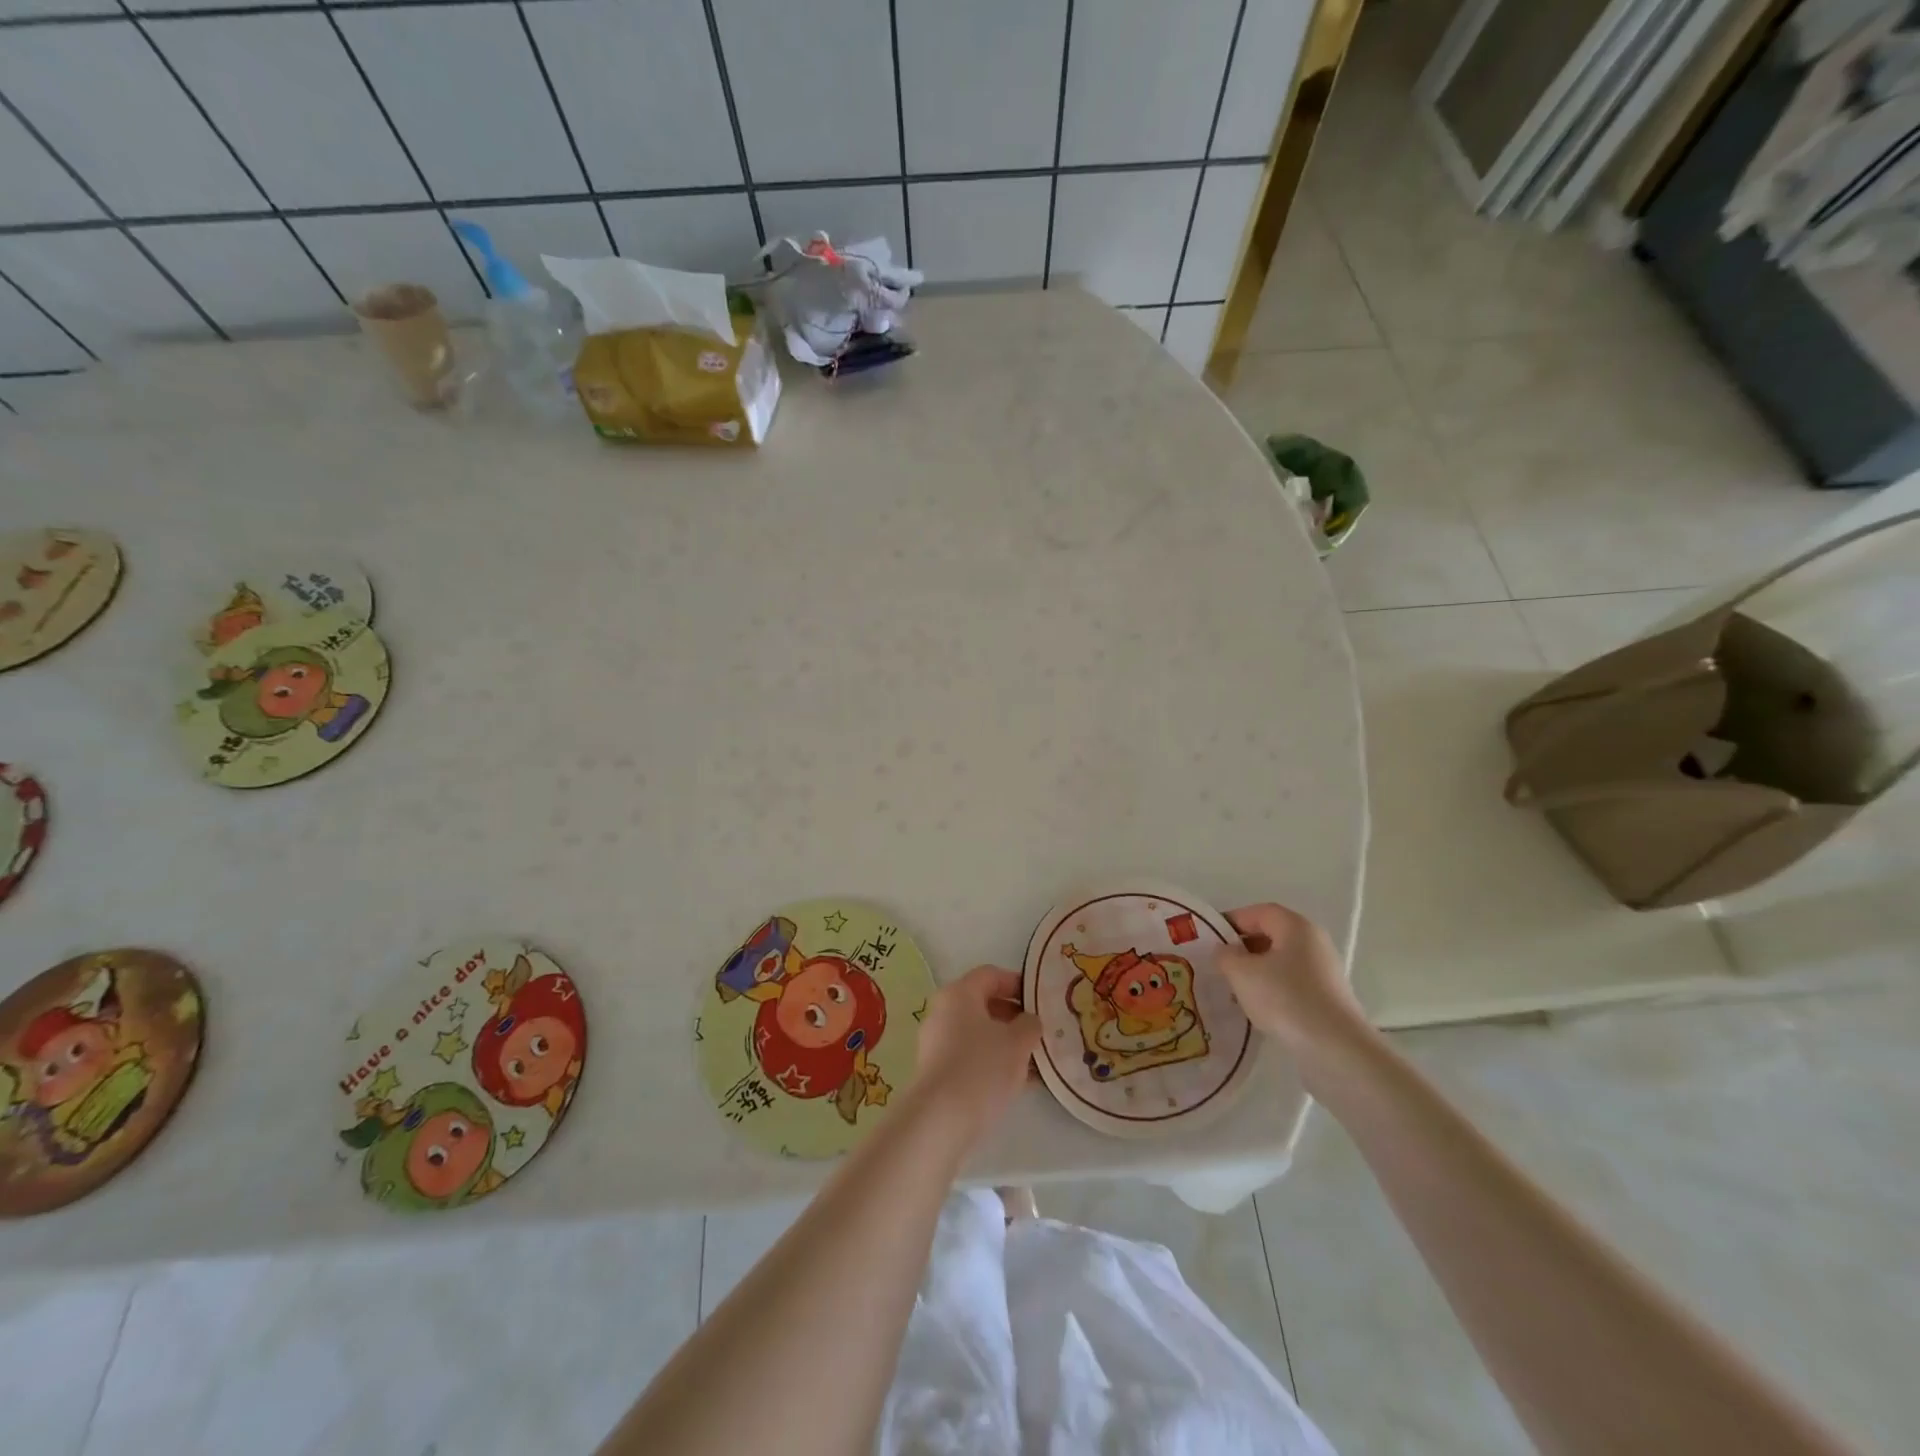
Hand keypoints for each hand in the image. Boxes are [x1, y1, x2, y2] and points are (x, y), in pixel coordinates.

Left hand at [910, 965, 1040, 1145]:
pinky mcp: (936, 1070)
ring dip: (1005, 1042)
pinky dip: (992, 1062)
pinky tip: (1015, 1082)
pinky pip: (969, 1056)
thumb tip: (1029, 1021)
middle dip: (1013, 1017)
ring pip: (977, 1033)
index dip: (1017, 983)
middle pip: (983, 1004)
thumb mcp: (1018, 1042)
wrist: (940, 1119)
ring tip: (1033, 1061)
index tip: (1039, 1001)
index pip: (991, 975)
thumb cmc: (982, 1067)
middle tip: (1038, 1032)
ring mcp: (936, 1042)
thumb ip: (1029, 1025)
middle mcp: (943, 1011)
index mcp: (959, 993)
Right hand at [1219, 903, 1369, 1063]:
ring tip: (1234, 991)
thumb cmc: (1285, 998)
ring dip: (1255, 972)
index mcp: (1296, 926)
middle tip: (1219, 966)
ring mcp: (1324, 971)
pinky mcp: (1328, 998)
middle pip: (1271, 936)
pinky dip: (1272, 990)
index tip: (1209, 940)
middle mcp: (1314, 942)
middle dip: (1242, 949)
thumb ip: (1225, 955)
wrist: (1336, 1048)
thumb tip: (1225, 952)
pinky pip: (1292, 984)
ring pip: (1280, 962)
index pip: (1258, 912)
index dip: (1231, 921)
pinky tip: (1258, 1010)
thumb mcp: (1242, 973)